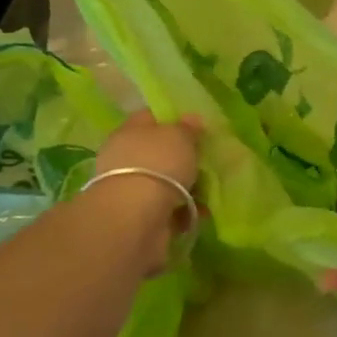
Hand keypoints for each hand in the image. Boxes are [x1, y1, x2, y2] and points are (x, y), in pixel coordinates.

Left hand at [86, 111, 202, 274]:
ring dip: (188, 187)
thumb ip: (187, 128)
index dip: (174, 119)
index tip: (198, 128)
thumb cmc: (158, 165)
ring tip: (210, 191)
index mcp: (130, 131)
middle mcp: (126, 158)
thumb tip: (191, 119)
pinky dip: (185, 210)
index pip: (151, 118)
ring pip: (166, 182)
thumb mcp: (179, 136)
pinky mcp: (140, 217)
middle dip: (184, 158)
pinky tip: (202, 213)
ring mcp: (132, 189)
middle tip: (208, 161)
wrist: (136, 218)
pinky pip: (169, 208)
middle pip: (160, 152)